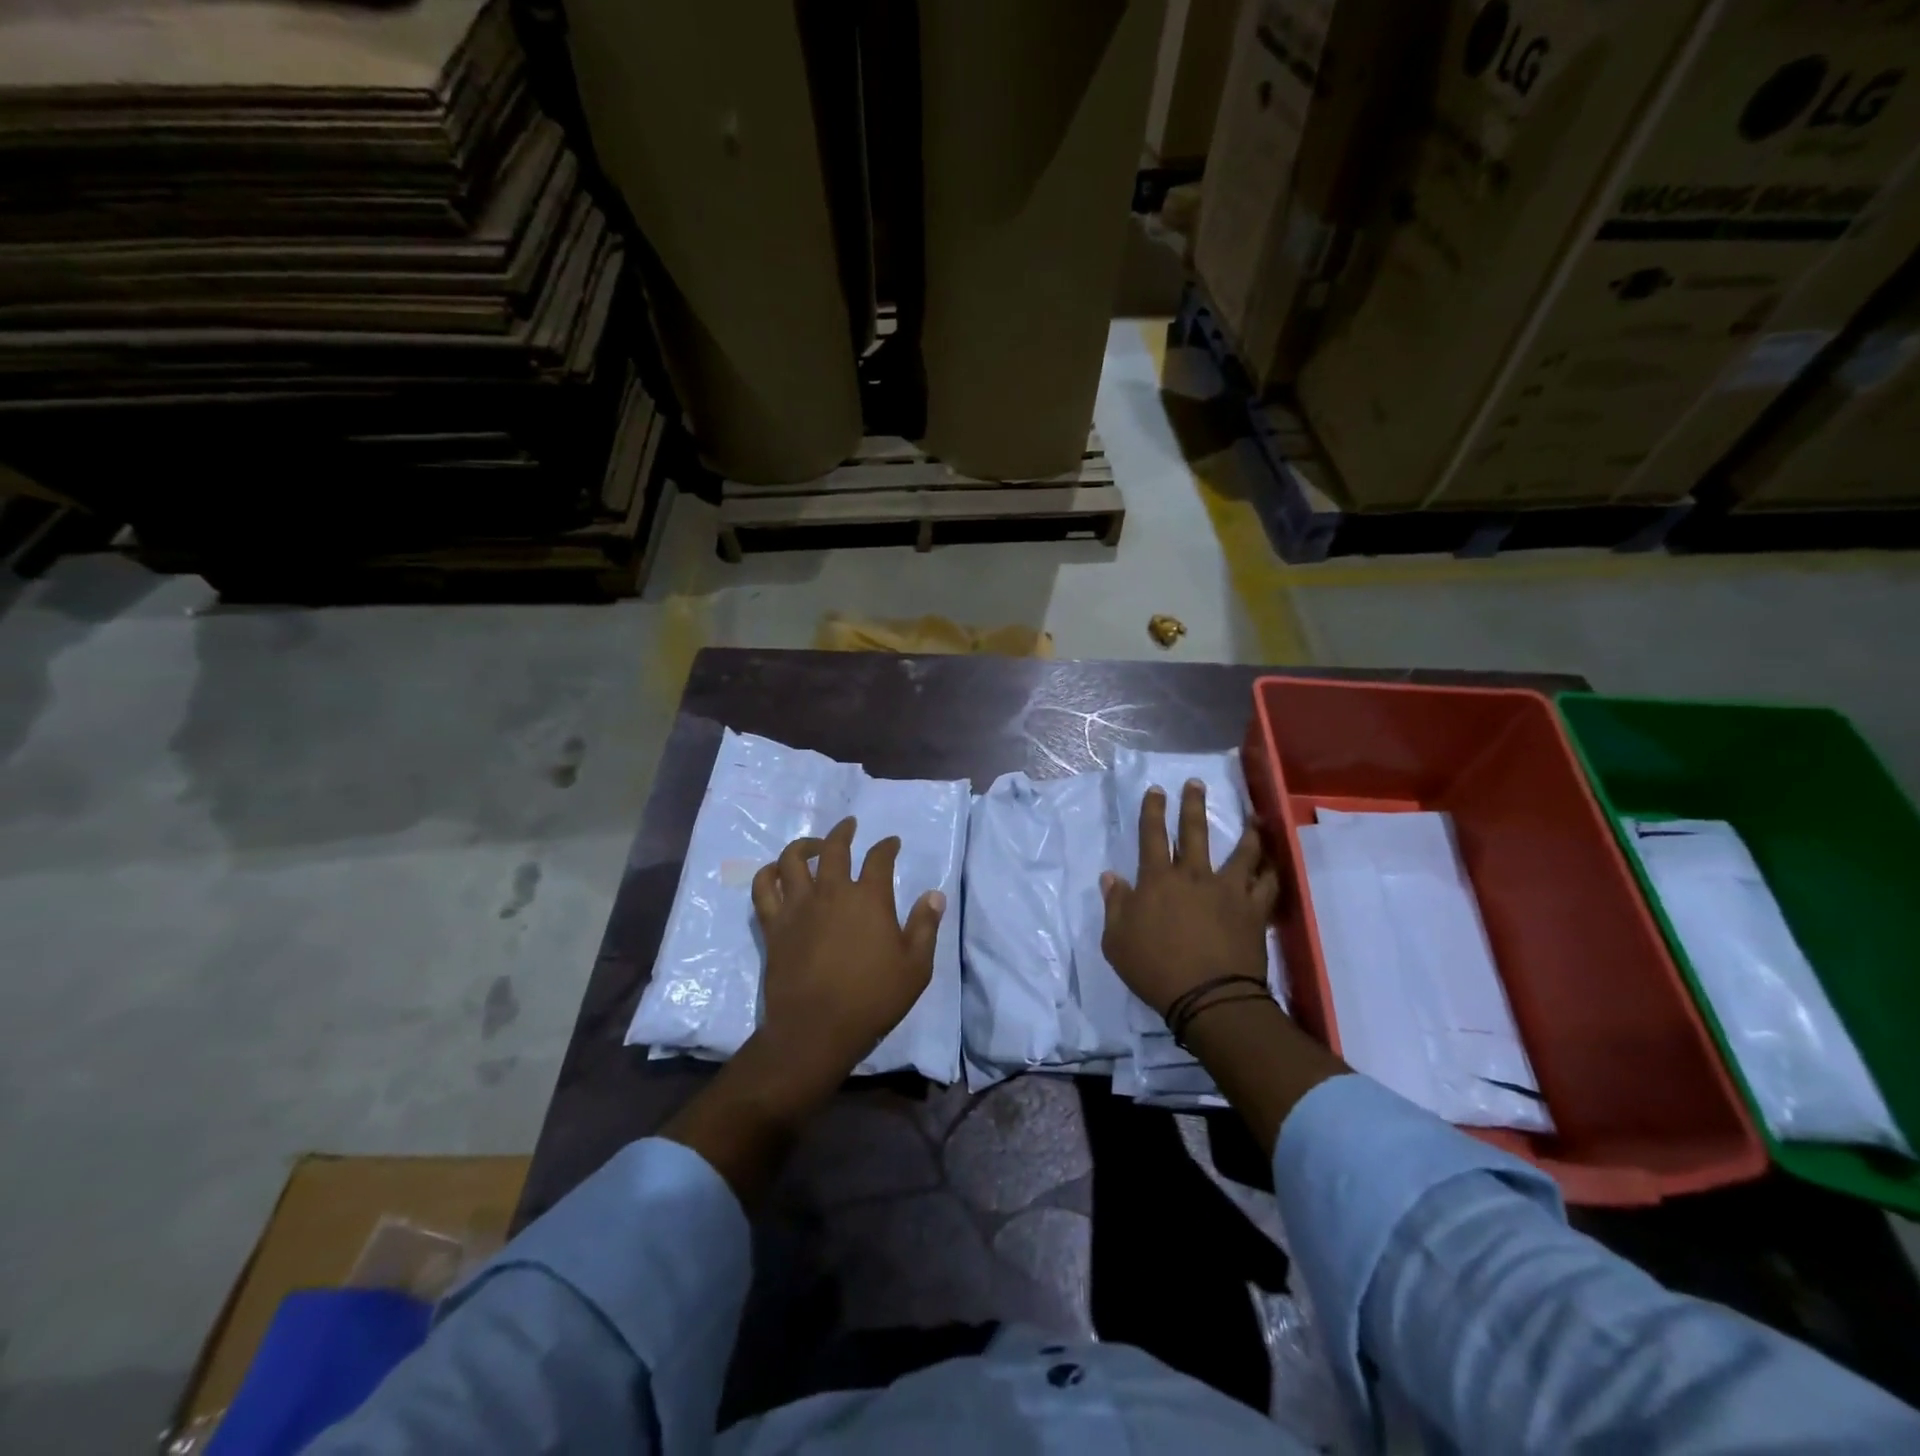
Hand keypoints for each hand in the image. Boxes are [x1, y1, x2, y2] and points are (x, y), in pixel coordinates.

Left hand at [749, 816, 944, 1094]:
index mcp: (869, 899)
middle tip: (849, 825)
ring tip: (813, 845)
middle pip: (834, 848)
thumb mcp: (916, 967)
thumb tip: (934, 894)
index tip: (892, 842)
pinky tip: (776, 872)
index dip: (887, 846)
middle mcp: (832, 892)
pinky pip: (763, 888)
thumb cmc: (872, 999)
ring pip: (793, 859)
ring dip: (804, 845)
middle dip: (843, 832)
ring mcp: (798, 906)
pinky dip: (768, 874)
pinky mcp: (773, 925)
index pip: (879, 858)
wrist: (816, 1029)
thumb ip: (925, 926)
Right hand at [1101, 779, 1278, 1016]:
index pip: (1152, 836)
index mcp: (1158, 880)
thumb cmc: (1154, 969)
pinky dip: (1271, 870)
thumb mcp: (1116, 940)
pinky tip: (1273, 864)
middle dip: (1193, 805)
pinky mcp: (1254, 910)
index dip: (1153, 811)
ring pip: (1242, 852)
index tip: (1157, 791)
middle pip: (1195, 832)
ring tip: (1253, 819)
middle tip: (1196, 784)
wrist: (1208, 996)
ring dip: (1247, 833)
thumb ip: (1114, 904)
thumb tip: (1110, 877)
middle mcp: (1194, 876)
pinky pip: (1268, 883)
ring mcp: (1228, 890)